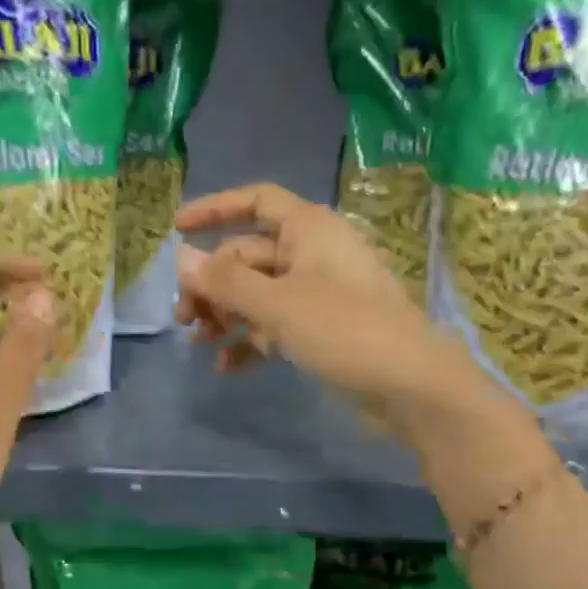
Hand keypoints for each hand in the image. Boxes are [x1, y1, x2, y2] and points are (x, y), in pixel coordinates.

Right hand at [174, 184, 492, 439]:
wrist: (411, 387)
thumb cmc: (345, 331)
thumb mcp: (278, 305)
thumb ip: (226, 282)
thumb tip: (181, 258)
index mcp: (309, 229)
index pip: (257, 201)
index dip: (215, 209)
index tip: (177, 229)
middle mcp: (312, 254)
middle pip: (248, 255)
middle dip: (212, 284)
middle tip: (184, 318)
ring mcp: (317, 294)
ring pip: (258, 294)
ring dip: (226, 315)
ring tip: (200, 342)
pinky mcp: (322, 330)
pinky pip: (275, 325)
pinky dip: (250, 341)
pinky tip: (227, 367)